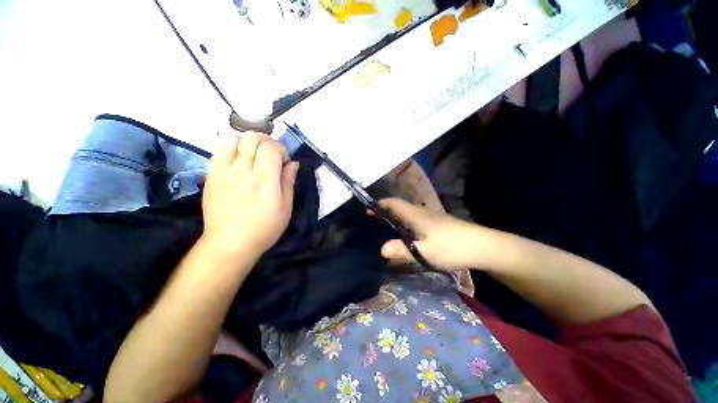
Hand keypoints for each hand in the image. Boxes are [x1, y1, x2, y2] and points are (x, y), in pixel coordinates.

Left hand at [202, 132, 299, 257]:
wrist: (231, 243)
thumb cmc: (265, 227)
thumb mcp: (286, 207)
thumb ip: (289, 181)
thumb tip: (293, 163)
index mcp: (265, 180)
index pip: (271, 147)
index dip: (281, 149)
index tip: (284, 162)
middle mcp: (243, 171)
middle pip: (252, 138)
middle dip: (266, 142)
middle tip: (271, 155)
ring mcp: (223, 172)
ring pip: (233, 139)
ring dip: (247, 143)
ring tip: (253, 156)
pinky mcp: (211, 176)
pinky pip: (219, 150)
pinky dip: (231, 148)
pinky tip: (238, 161)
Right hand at [379, 198, 502, 270]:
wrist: (483, 246)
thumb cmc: (452, 247)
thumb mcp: (425, 252)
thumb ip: (402, 250)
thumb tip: (381, 250)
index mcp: (415, 215)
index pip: (393, 203)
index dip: (379, 204)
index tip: (368, 210)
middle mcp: (420, 212)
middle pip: (398, 206)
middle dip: (384, 211)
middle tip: (372, 221)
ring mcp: (430, 217)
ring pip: (406, 213)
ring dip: (394, 217)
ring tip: (384, 228)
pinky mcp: (436, 224)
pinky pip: (414, 219)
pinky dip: (404, 223)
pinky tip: (404, 234)